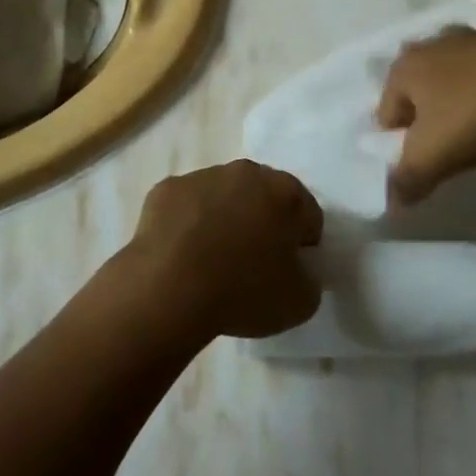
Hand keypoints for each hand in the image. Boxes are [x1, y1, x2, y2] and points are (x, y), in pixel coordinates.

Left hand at [126, 161, 323, 340]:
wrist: (170, 288)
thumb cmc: (243, 291)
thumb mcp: (300, 302)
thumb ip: (309, 278)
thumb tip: (296, 269)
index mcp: (286, 193)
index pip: (308, 216)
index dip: (302, 246)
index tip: (287, 272)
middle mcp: (247, 172)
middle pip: (265, 197)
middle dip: (263, 224)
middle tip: (252, 265)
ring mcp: (203, 176)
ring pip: (223, 196)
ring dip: (224, 219)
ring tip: (211, 263)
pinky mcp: (167, 189)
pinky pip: (187, 206)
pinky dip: (188, 225)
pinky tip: (182, 255)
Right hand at [377, 24, 475, 202]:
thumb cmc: (472, 118)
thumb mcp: (431, 158)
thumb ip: (407, 180)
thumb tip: (394, 200)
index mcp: (406, 69)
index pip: (386, 108)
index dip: (396, 136)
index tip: (416, 159)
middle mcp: (436, 45)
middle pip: (418, 75)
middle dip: (423, 98)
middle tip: (442, 131)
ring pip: (457, 52)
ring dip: (459, 72)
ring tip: (474, 103)